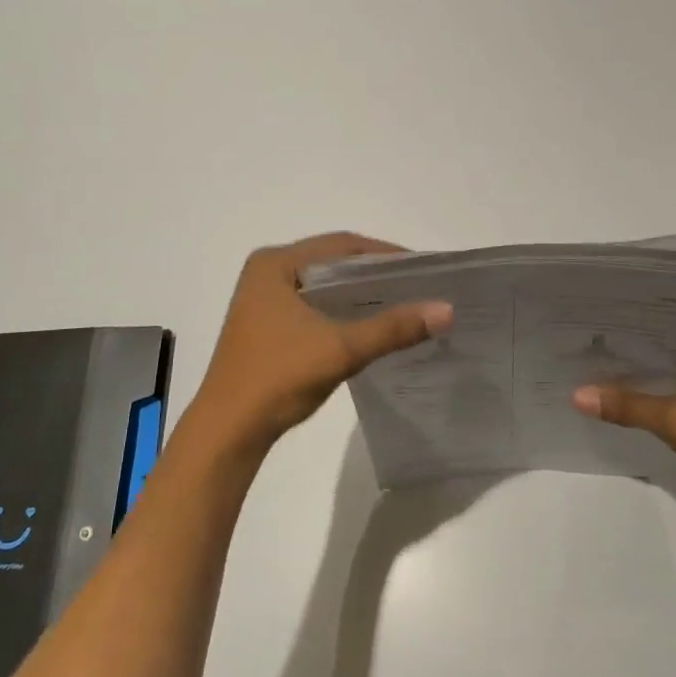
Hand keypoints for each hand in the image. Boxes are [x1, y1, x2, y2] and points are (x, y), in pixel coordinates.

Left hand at [184, 233, 452, 459]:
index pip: (341, 244)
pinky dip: (341, 312)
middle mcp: (266, 272)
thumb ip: (393, 327)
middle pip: (332, 262)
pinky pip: (313, 306)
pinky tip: (370, 326)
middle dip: (375, 274)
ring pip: (323, 286)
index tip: (423, 268)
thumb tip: (447, 309)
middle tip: (419, 286)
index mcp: (275, 263)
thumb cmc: (279, 377)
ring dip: (359, 295)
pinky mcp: (265, 325)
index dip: (385, 253)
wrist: (228, 432)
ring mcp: (263, 300)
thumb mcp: (341, 348)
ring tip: (403, 304)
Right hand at [572, 340, 675, 525]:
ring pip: (661, 380)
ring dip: (633, 381)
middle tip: (581, 343)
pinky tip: (611, 401)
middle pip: (660, 355)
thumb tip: (576, 395)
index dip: (631, 327)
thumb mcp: (675, 421)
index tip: (593, 322)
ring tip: (587, 369)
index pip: (667, 330)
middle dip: (626, 355)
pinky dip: (642, 403)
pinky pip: (664, 402)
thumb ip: (627, 406)